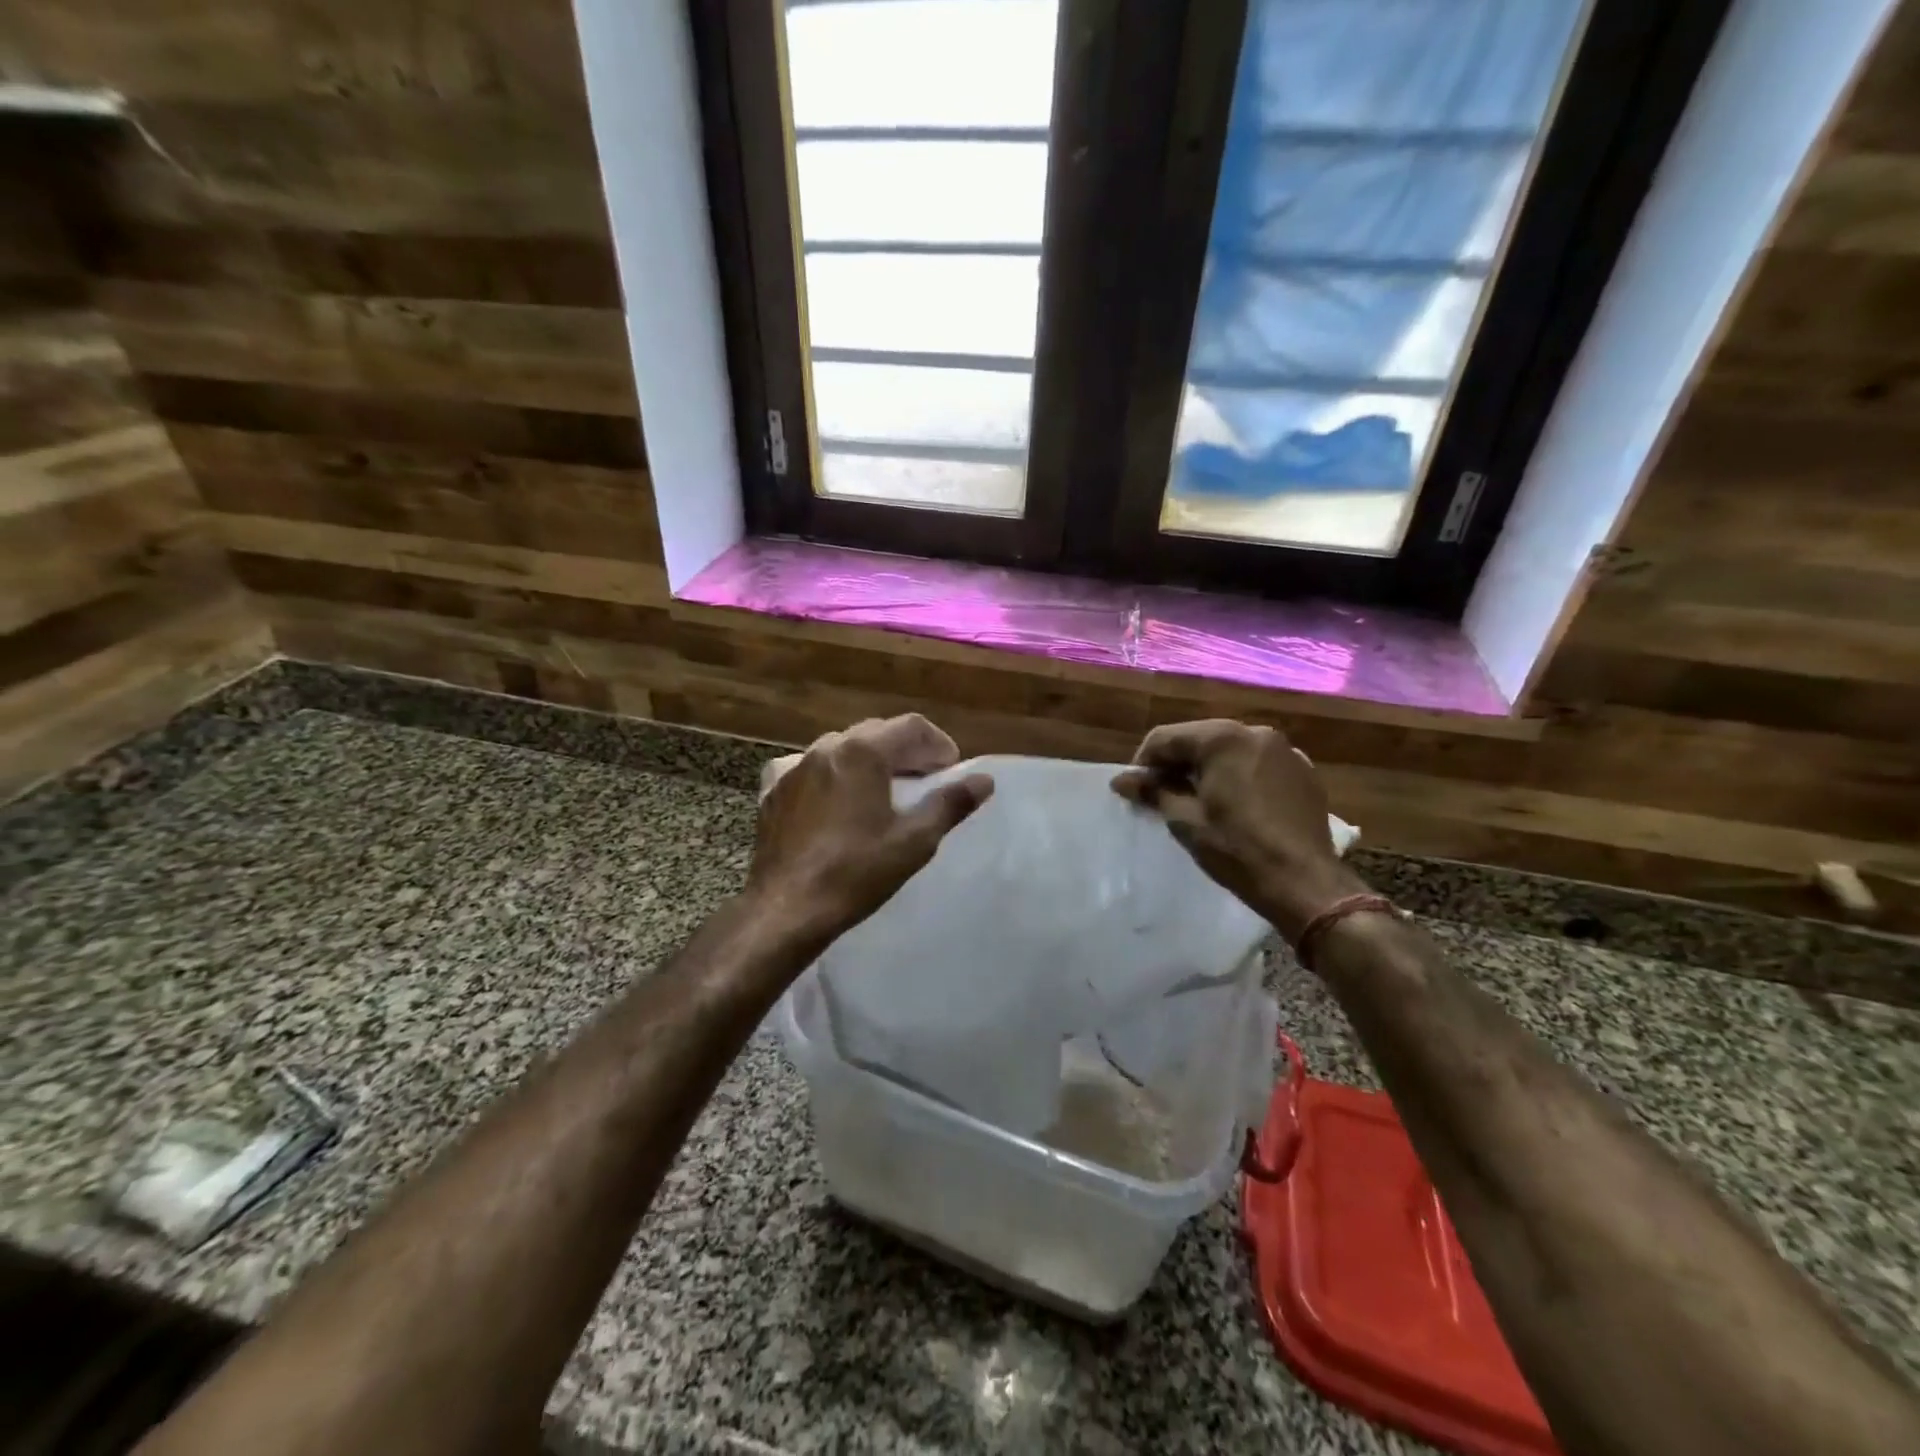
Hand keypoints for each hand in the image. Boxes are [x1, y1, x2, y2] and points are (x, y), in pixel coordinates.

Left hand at [749, 715, 993, 943]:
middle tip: (925, 780)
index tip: (950, 770)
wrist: (786, 909)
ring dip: (870, 761)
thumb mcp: (914, 841)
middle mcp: (826, 748)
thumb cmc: (856, 872)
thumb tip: (984, 780)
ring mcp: (794, 767)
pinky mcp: (774, 791)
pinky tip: (838, 803)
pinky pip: (812, 769)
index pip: (911, 726)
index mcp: (862, 752)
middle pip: (876, 732)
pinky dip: (834, 776)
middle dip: (906, 751)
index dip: (938, 744)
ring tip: (885, 791)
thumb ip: (950, 804)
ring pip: (842, 748)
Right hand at [1112, 719, 1366, 943]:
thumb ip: (1153, 791)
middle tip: (1161, 795)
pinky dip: (1238, 775)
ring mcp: (1284, 750)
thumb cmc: (1236, 849)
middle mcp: (1255, 733)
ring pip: (1230, 750)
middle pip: (1199, 739)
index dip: (1143, 762)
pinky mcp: (1303, 771)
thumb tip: (1122, 780)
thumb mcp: (1185, 820)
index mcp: (1222, 738)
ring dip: (1207, 768)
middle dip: (1176, 763)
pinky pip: (1258, 764)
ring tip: (1196, 800)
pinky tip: (1235, 804)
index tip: (1135, 790)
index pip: (1166, 737)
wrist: (1304, 883)